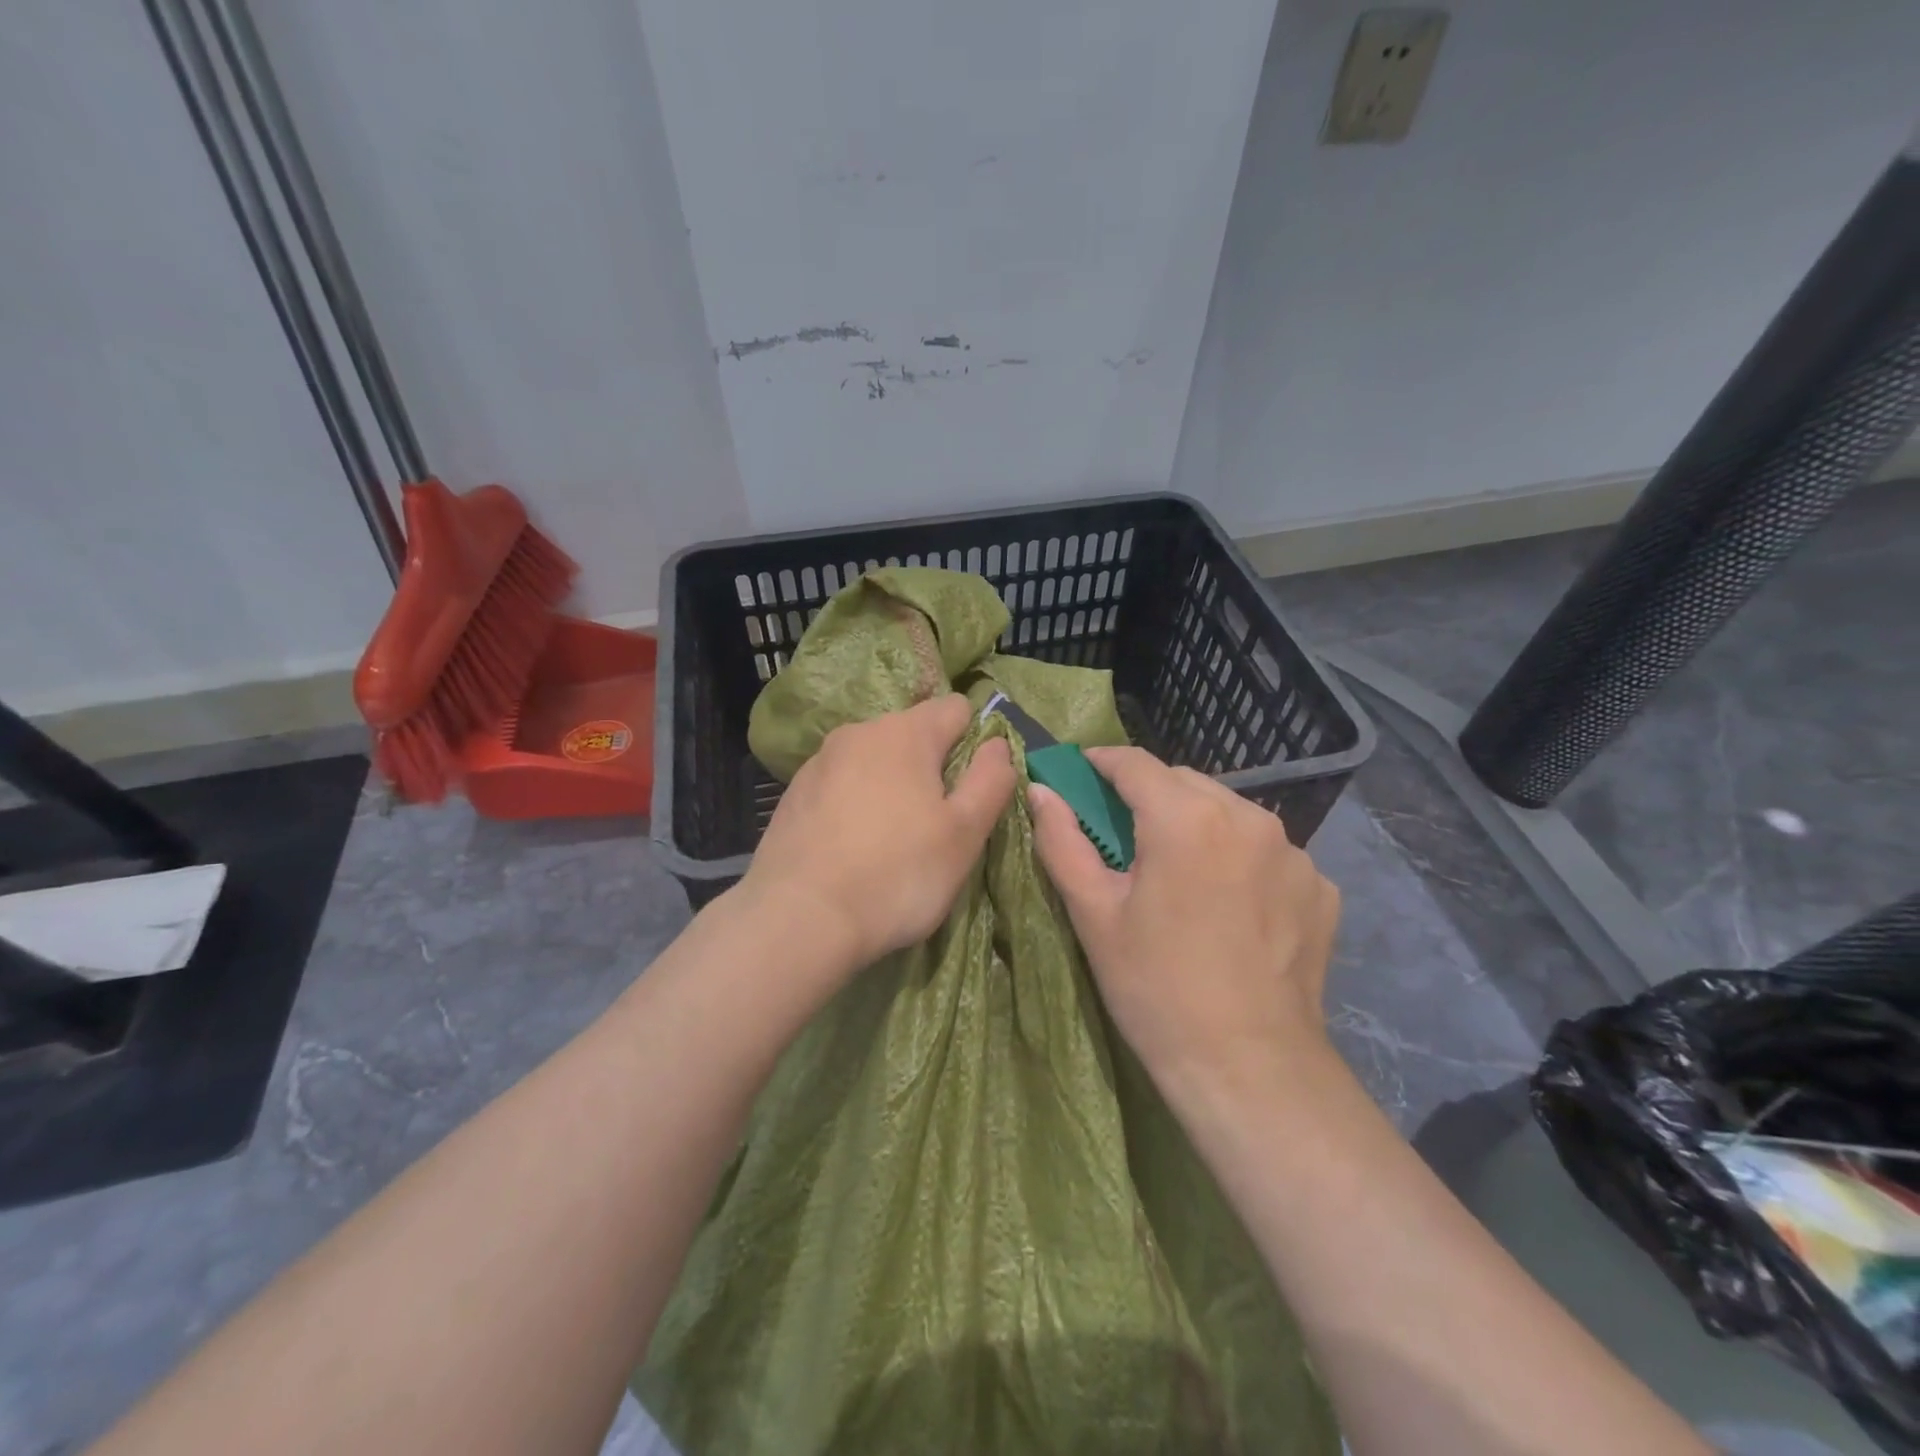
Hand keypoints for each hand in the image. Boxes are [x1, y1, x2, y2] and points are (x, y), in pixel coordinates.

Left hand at [740, 695, 1014, 971]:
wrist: (799, 919)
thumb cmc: (897, 874)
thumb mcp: (965, 833)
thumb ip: (991, 780)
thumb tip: (998, 744)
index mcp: (905, 732)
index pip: (956, 708)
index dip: (975, 742)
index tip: (972, 790)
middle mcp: (859, 732)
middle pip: (913, 734)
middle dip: (931, 768)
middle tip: (937, 825)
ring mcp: (819, 762)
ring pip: (874, 761)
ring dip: (892, 786)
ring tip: (893, 842)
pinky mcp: (794, 794)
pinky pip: (842, 785)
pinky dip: (856, 804)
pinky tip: (854, 849)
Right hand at [1029, 747, 1339, 1096]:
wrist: (1249, 1067)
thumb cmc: (1156, 988)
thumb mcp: (1094, 914)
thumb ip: (1062, 841)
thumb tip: (1040, 791)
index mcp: (1187, 818)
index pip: (1135, 764)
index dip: (1102, 762)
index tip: (1081, 773)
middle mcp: (1248, 818)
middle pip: (1185, 782)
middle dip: (1149, 795)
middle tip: (1124, 834)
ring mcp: (1294, 852)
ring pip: (1229, 813)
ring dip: (1197, 824)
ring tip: (1179, 871)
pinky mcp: (1320, 887)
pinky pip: (1267, 851)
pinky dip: (1239, 858)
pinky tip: (1228, 904)